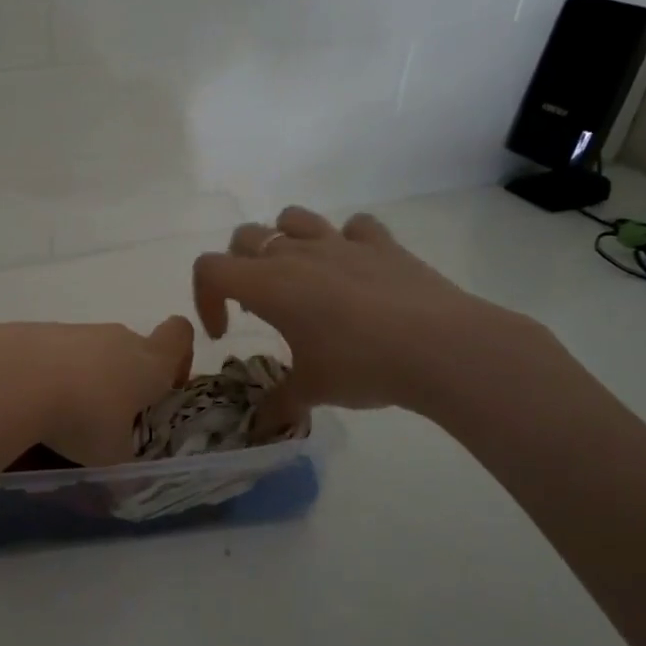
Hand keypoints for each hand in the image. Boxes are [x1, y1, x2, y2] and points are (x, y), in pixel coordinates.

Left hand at [0, 317, 194, 466]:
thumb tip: (124, 489)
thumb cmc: (81, 419)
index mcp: (149, 363)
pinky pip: (53, 354)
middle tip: (107, 421)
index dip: (179, 357)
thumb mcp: (110, 459)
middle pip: (132, 349)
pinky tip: (29, 405)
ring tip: (59, 419)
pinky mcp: (36, 331)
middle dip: (124, 381)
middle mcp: (116, 339)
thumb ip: (123, 470)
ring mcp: (74, 331)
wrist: (13, 379)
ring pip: (90, 353)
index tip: (164, 387)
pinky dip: (47, 376)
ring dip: (83, 380)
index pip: (180, 335)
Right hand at [193, 206, 542, 425]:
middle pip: (245, 237)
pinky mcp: (382, 244)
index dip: (205, 298)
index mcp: (268, 284)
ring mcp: (340, 243)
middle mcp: (296, 253)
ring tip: (298, 276)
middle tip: (259, 306)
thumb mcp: (312, 391)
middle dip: (239, 267)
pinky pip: (354, 227)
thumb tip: (259, 427)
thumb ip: (278, 405)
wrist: (440, 347)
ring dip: (284, 240)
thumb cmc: (361, 365)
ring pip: (293, 218)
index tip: (226, 333)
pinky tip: (355, 270)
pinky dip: (346, 242)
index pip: (209, 269)